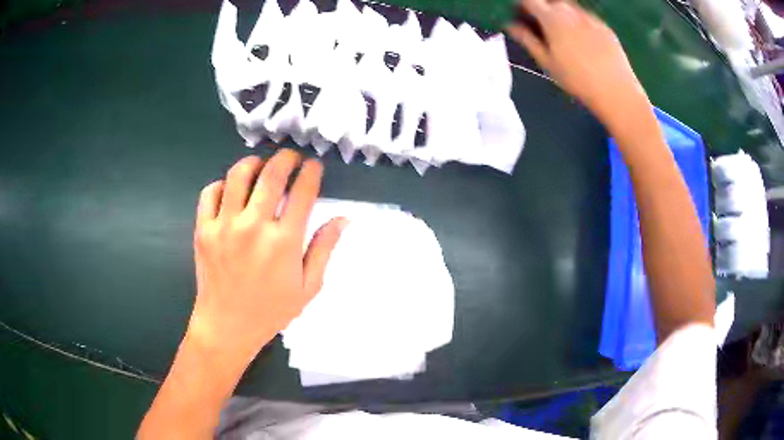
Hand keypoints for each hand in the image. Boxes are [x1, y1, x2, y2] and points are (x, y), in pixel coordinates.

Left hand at [187, 149, 346, 371]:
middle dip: (286, 158)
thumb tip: (342, 219)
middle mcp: (254, 227)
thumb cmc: (271, 311)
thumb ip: (324, 250)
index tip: (314, 166)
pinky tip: (231, 190)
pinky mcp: (203, 230)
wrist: (227, 326)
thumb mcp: (308, 288)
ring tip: (260, 166)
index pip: (302, 192)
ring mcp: (224, 226)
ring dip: (253, 163)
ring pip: (238, 176)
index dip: (311, 172)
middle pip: (271, 175)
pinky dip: (222, 184)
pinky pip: (210, 193)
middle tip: (291, 157)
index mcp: (284, 242)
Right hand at [507, 0, 649, 128]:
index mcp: (552, 19)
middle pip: (551, 1)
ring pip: (570, 7)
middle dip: (543, 9)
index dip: (522, 6)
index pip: (530, 1)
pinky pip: (586, 17)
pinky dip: (579, 21)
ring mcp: (590, 18)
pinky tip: (583, 39)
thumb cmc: (577, 80)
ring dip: (561, 13)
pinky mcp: (604, 27)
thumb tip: (511, 25)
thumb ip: (527, 40)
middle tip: (541, 25)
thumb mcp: (547, 62)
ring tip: (562, 32)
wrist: (616, 91)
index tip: (520, 15)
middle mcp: (570, 12)